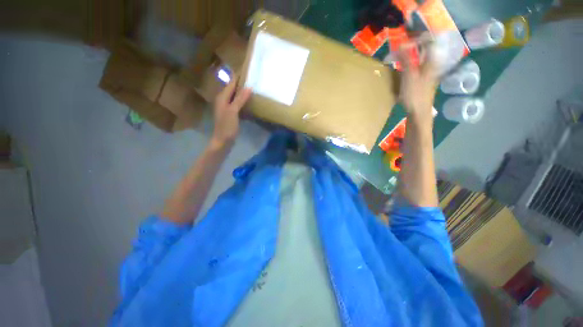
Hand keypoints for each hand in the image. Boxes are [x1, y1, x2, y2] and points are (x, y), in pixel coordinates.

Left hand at [212, 76, 252, 145]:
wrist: (223, 141)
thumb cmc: (226, 126)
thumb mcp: (233, 111)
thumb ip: (240, 99)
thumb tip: (248, 87)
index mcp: (222, 97)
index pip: (231, 83)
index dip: (238, 76)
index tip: (247, 69)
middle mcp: (223, 100)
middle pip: (233, 89)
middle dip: (241, 83)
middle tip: (253, 79)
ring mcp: (227, 107)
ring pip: (235, 96)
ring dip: (242, 92)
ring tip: (253, 88)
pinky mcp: (231, 114)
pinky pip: (237, 104)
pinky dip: (243, 101)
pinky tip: (249, 102)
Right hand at [399, 42, 438, 123]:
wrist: (419, 112)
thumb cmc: (415, 94)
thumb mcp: (409, 76)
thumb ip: (407, 59)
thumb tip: (403, 43)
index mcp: (431, 62)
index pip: (430, 42)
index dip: (419, 37)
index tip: (406, 38)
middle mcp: (431, 65)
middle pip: (423, 51)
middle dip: (412, 47)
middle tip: (399, 48)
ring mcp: (427, 74)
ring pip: (419, 59)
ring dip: (408, 57)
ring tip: (397, 58)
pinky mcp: (421, 81)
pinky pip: (416, 68)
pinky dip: (408, 66)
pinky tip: (401, 70)